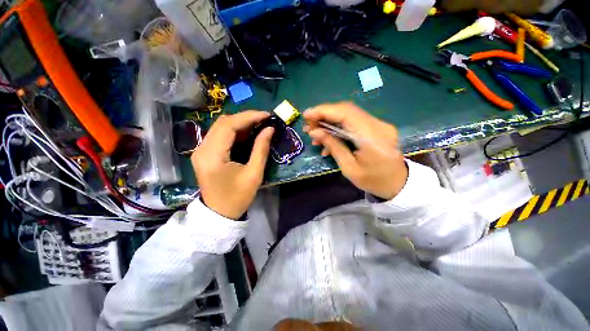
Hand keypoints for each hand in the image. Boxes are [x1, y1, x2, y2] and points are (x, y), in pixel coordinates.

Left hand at [191, 111, 273, 218]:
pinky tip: (247, 133)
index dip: (249, 117)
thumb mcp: (254, 174)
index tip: (266, 115)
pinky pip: (219, 135)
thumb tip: (270, 129)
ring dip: (240, 123)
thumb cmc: (238, 197)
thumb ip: (261, 149)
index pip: (229, 126)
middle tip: (264, 120)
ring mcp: (201, 150)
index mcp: (213, 156)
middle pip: (223, 123)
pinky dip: (235, 131)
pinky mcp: (204, 153)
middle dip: (245, 118)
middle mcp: (202, 149)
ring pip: (220, 127)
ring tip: (258, 125)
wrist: (219, 213)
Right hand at [304, 102, 407, 199]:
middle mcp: (378, 125)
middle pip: (347, 111)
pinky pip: (354, 122)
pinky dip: (339, 127)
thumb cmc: (373, 181)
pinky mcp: (377, 127)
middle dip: (324, 115)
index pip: (346, 114)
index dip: (324, 111)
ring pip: (349, 115)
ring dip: (330, 122)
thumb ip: (333, 146)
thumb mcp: (349, 168)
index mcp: (372, 138)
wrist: (398, 184)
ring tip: (315, 135)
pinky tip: (329, 139)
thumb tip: (315, 132)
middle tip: (308, 126)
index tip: (306, 115)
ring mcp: (379, 124)